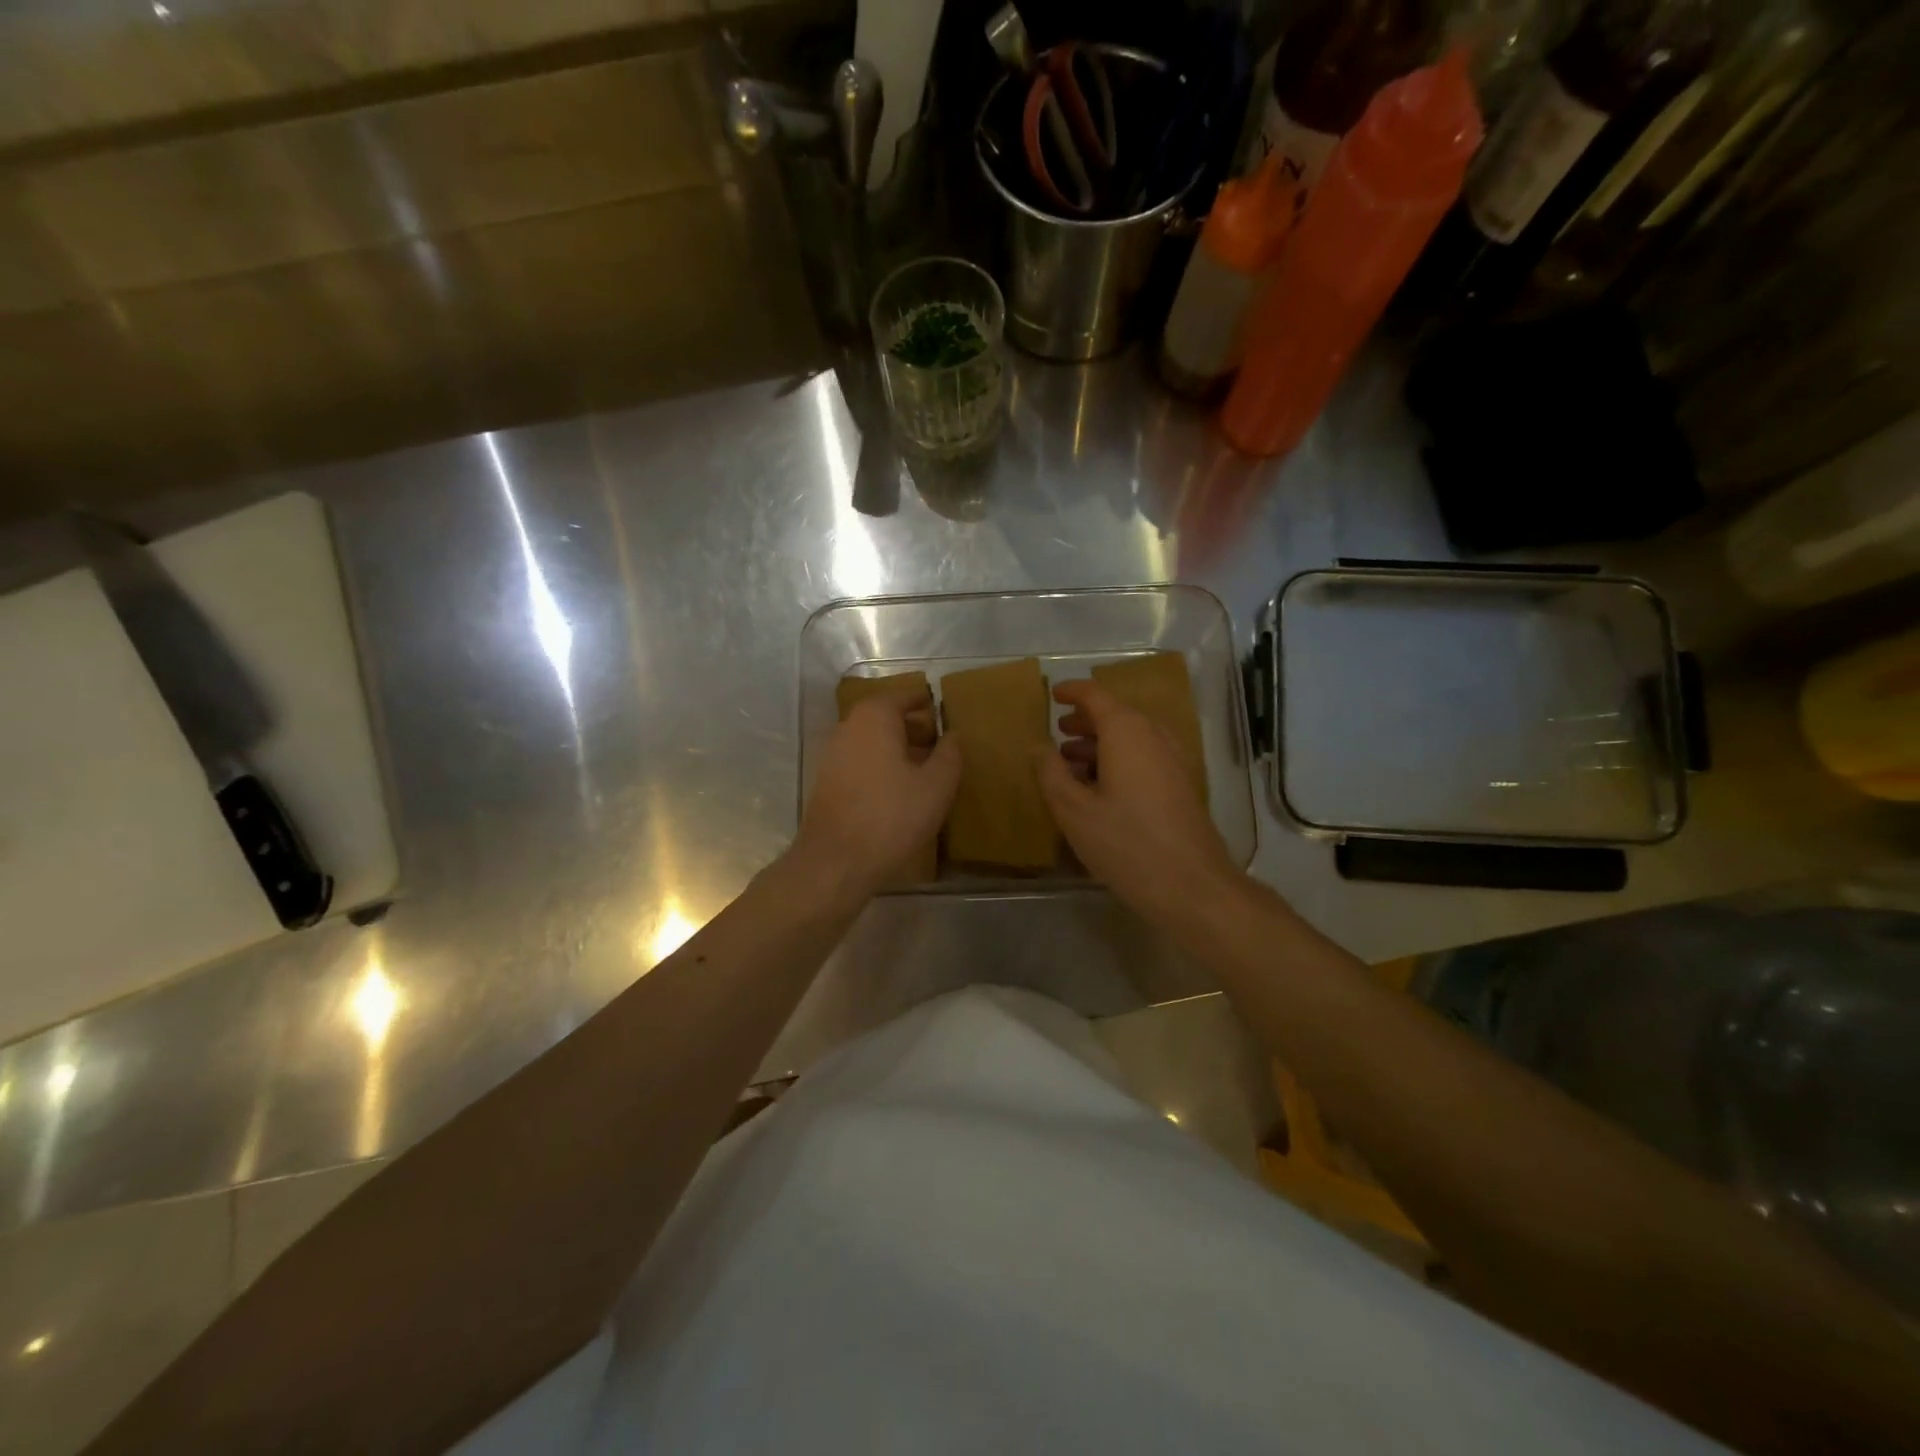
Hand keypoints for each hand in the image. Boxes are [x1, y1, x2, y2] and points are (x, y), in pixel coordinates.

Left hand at [794, 681, 961, 899]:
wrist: (836, 861)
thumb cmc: (892, 816)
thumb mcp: (936, 785)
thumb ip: (950, 754)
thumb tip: (953, 734)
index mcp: (875, 718)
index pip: (903, 695)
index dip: (924, 700)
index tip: (942, 706)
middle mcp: (848, 728)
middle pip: (884, 716)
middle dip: (912, 725)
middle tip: (938, 740)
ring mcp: (832, 755)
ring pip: (871, 740)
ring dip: (896, 747)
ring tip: (924, 768)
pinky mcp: (827, 781)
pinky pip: (860, 761)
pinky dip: (880, 765)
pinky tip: (898, 789)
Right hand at [1036, 680, 1239, 925]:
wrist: (1191, 887)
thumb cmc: (1126, 843)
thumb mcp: (1073, 810)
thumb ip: (1051, 773)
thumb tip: (1039, 746)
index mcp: (1127, 733)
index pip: (1096, 696)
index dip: (1072, 692)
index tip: (1053, 694)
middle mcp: (1154, 737)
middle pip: (1117, 715)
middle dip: (1086, 720)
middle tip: (1059, 731)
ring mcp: (1173, 762)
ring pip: (1132, 738)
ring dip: (1101, 743)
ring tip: (1072, 761)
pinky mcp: (1181, 787)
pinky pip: (1145, 758)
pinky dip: (1119, 760)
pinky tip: (1101, 789)